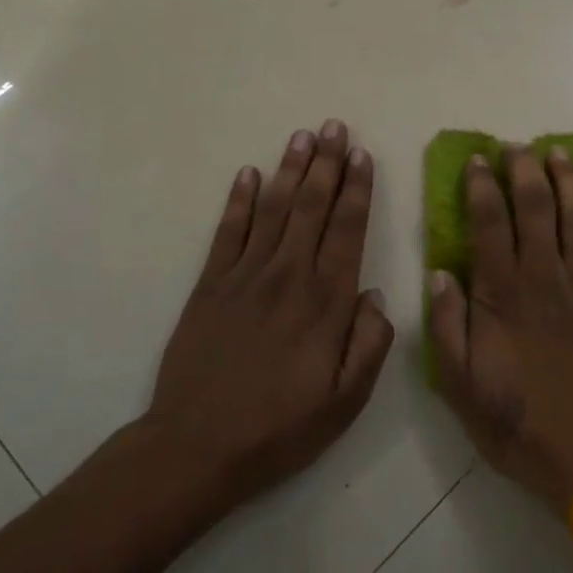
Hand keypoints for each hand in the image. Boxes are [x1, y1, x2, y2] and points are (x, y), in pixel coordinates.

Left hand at [145, 120, 393, 515]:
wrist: (197, 446)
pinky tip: (248, 174)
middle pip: (311, 207)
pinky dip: (238, 200)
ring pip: (273, 209)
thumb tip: (375, 295)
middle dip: (326, 163)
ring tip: (301, 136)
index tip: (362, 154)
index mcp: (326, 301)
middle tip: (334, 126)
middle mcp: (288, 276)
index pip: (347, 230)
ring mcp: (244, 276)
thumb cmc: (280, 427)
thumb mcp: (346, 401)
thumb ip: (370, 344)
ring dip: (289, 169)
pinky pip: (227, 232)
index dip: (356, 189)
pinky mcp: (209, 285)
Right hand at [429, 146, 572, 511]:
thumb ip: (447, 326)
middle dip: (525, 169)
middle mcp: (545, 276)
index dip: (482, 186)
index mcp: (503, 294)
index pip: (489, 223)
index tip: (478, 160)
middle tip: (516, 146)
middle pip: (536, 207)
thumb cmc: (520, 423)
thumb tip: (439, 273)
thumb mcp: (460, 386)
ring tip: (559, 152)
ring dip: (569, 179)